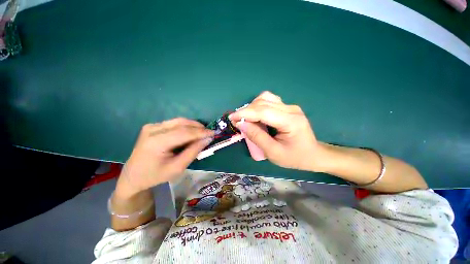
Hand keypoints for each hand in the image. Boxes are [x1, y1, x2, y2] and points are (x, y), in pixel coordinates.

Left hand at [116, 118, 213, 197]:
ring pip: (179, 121)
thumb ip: (193, 152)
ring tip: (203, 132)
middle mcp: (152, 129)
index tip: (214, 133)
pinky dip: (186, 127)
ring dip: (193, 126)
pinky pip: (174, 123)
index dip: (201, 132)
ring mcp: (151, 126)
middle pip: (181, 123)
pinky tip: (191, 133)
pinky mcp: (153, 126)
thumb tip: (207, 139)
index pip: (184, 133)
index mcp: (156, 142)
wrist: (133, 175)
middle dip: (198, 127)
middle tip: (209, 133)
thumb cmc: (155, 175)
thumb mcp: (177, 168)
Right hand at [229, 91, 324, 171]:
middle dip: (246, 111)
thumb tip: (241, 124)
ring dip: (252, 107)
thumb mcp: (273, 152)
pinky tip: (256, 116)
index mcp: (290, 121)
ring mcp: (290, 107)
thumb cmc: (294, 157)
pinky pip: (269, 101)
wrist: (313, 154)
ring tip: (247, 119)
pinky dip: (258, 106)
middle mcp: (291, 109)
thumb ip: (257, 137)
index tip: (232, 118)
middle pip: (263, 102)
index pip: (263, 111)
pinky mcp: (288, 108)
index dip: (245, 113)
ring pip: (265, 98)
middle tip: (238, 122)